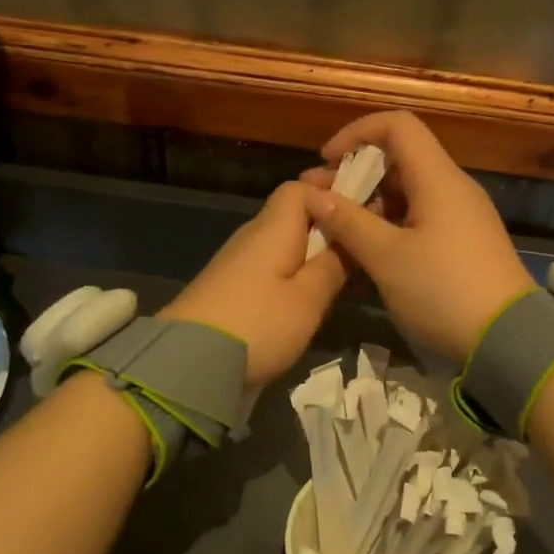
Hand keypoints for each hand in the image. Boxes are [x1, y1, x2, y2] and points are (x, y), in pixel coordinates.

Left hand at [161, 181, 347, 387]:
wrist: (189, 365)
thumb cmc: (257, 324)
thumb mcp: (308, 299)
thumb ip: (333, 265)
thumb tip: (350, 236)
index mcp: (274, 227)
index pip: (301, 188)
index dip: (331, 192)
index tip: (364, 209)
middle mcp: (253, 236)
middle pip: (293, 215)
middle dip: (327, 224)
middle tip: (362, 245)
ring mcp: (238, 263)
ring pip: (284, 243)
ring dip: (313, 252)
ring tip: (345, 274)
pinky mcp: (231, 289)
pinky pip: (271, 267)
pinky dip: (294, 273)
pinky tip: (310, 297)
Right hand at [299, 111, 533, 361]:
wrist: (509, 340)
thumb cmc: (443, 291)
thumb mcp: (387, 258)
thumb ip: (348, 222)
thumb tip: (313, 195)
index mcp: (438, 178)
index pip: (397, 125)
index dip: (357, 133)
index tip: (327, 161)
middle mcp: (453, 187)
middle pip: (401, 158)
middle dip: (357, 173)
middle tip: (321, 202)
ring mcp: (463, 215)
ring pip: (409, 190)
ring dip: (371, 202)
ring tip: (337, 229)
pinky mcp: (465, 241)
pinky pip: (422, 215)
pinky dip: (391, 222)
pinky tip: (368, 250)